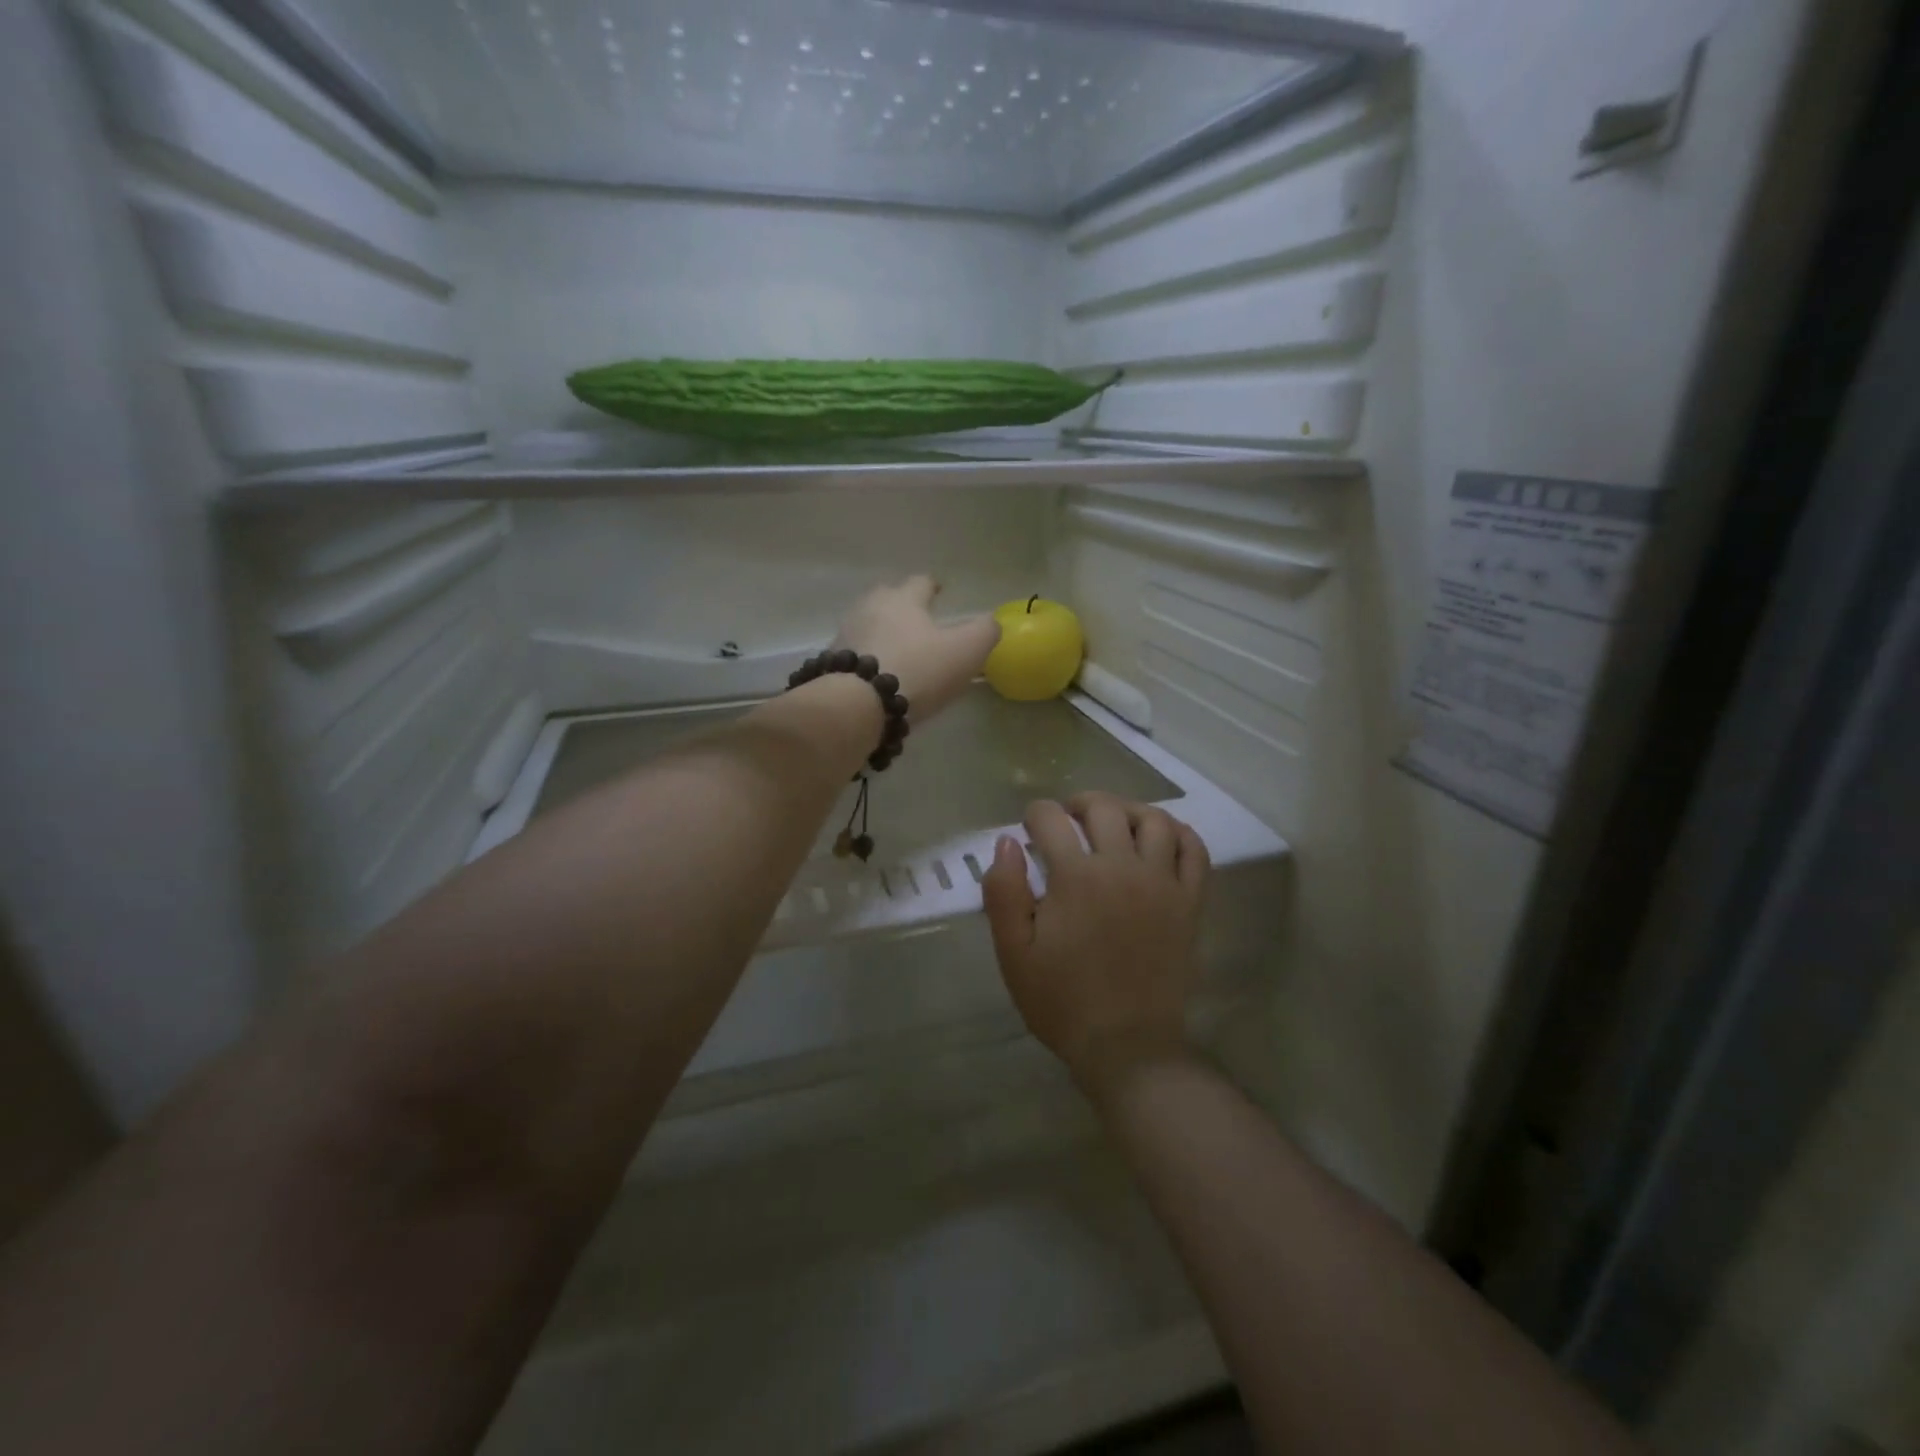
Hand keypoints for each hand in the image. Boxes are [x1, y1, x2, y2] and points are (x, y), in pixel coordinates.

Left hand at [836, 575, 998, 722]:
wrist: (858, 704)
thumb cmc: (917, 670)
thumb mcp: (965, 652)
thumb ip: (984, 633)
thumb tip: (990, 622)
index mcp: (904, 600)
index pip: (920, 582)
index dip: (932, 586)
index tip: (939, 591)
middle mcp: (870, 608)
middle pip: (886, 597)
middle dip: (900, 603)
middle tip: (915, 619)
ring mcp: (846, 634)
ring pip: (865, 623)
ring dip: (879, 630)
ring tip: (894, 647)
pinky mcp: (831, 663)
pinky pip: (852, 652)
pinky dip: (864, 656)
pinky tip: (874, 673)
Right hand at [982, 793, 1209, 1089]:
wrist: (1126, 1046)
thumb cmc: (1062, 1000)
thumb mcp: (1014, 953)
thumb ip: (1003, 893)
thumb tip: (1006, 842)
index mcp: (1075, 877)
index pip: (1051, 819)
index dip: (1034, 816)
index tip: (1029, 830)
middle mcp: (1122, 867)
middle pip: (1103, 808)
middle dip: (1077, 804)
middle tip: (1067, 821)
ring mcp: (1162, 883)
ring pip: (1153, 819)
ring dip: (1127, 811)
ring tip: (1113, 825)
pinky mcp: (1190, 902)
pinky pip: (1194, 850)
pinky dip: (1178, 833)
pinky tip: (1159, 839)